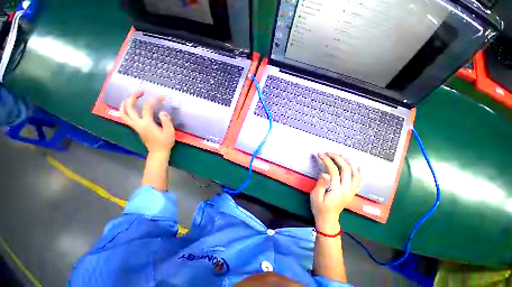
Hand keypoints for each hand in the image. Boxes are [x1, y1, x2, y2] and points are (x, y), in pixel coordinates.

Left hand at [120, 92, 174, 154]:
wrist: (158, 152)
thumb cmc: (165, 142)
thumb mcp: (169, 131)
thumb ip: (166, 120)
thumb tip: (162, 112)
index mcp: (147, 123)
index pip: (147, 107)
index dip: (154, 100)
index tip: (162, 97)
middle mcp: (138, 123)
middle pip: (128, 107)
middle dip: (133, 97)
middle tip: (141, 92)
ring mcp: (135, 126)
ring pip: (123, 112)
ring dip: (125, 103)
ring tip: (132, 98)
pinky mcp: (135, 128)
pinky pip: (125, 117)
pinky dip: (125, 109)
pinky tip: (131, 107)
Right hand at [310, 153, 360, 233]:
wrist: (328, 219)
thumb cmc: (319, 207)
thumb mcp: (315, 196)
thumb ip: (321, 184)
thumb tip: (325, 173)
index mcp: (336, 190)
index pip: (334, 170)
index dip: (327, 160)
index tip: (320, 154)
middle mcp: (346, 189)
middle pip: (346, 169)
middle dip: (337, 158)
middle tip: (329, 152)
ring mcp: (351, 191)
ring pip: (355, 174)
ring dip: (349, 162)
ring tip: (341, 155)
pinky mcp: (352, 192)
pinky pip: (359, 181)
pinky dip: (359, 172)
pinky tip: (357, 166)